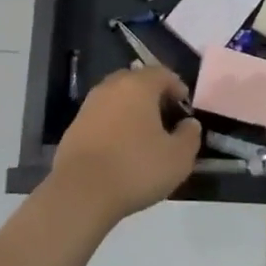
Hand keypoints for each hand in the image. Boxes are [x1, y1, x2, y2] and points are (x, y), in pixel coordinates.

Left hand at [49, 66, 201, 226]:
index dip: (178, 88)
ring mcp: (90, 104)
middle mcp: (112, 86)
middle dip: (154, 97)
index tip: (185, 109)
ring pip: (118, 98)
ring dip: (132, 111)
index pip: (163, 73)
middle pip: (138, 82)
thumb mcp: (178, 158)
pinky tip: (121, 149)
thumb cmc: (135, 168)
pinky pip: (103, 116)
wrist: (80, 192)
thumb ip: (190, 136)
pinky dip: (115, 124)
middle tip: (166, 120)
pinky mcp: (75, 125)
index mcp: (138, 85)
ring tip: (144, 136)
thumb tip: (189, 124)